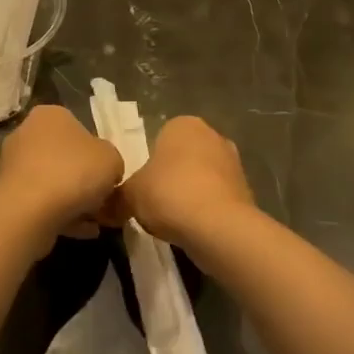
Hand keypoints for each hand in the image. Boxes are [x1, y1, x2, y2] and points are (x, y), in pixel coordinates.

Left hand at [0, 105, 125, 237]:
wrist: (30, 210)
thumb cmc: (74, 172)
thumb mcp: (112, 159)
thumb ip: (112, 162)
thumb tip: (107, 172)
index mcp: (50, 115)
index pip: (80, 129)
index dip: (99, 154)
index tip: (109, 176)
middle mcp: (27, 134)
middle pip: (66, 157)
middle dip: (85, 180)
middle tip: (104, 201)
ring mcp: (14, 165)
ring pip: (54, 182)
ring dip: (76, 201)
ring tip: (97, 221)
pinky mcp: (9, 194)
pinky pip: (43, 203)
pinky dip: (63, 215)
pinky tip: (84, 231)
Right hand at [119, 116, 255, 246]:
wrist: (218, 227)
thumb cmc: (169, 194)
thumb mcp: (129, 195)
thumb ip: (117, 195)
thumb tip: (107, 205)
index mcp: (183, 124)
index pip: (160, 137)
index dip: (148, 163)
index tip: (141, 186)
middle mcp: (212, 135)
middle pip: (183, 157)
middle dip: (171, 177)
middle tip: (154, 202)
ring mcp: (234, 162)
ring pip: (202, 177)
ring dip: (189, 194)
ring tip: (173, 220)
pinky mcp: (246, 190)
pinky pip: (216, 198)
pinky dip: (205, 210)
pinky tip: (193, 229)